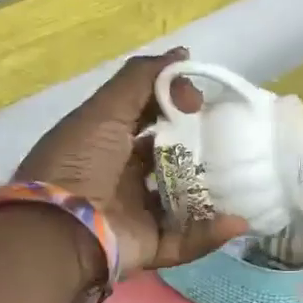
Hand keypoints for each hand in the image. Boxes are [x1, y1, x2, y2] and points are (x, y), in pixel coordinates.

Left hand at [17, 49, 249, 280]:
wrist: (57, 232)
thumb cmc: (79, 163)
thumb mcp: (104, 111)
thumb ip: (141, 79)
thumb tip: (183, 55)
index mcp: (106, 144)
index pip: (148, 120)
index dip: (175, 107)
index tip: (202, 102)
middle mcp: (121, 178)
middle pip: (169, 161)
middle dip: (200, 151)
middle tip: (233, 140)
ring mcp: (135, 214)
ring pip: (183, 202)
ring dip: (212, 193)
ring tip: (245, 179)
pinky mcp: (148, 247)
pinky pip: (185, 241)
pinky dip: (211, 233)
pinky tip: (237, 220)